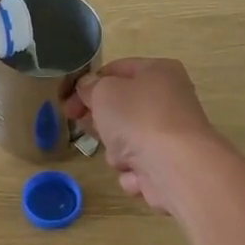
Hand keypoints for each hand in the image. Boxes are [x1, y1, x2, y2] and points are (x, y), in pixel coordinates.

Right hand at [66, 58, 222, 213]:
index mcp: (158, 72)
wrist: (176, 166)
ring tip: (123, 155)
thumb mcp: (103, 92)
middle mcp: (169, 100)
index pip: (116, 71)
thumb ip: (90, 87)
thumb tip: (88, 88)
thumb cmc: (138, 118)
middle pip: (122, 108)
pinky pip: (139, 166)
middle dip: (101, 121)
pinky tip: (138, 173)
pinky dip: (134, 172)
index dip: (88, 85)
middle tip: (85, 127)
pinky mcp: (170, 165)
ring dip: (117, 151)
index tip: (67, 103)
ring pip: (127, 141)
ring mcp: (171, 135)